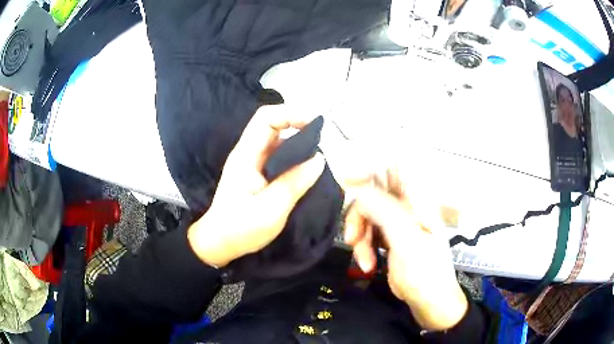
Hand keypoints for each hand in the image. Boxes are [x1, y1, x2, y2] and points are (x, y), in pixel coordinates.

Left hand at [188, 105, 324, 267]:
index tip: (316, 123)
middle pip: (273, 126)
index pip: (266, 118)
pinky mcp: (258, 175)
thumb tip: (319, 159)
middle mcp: (249, 154)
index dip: (291, 114)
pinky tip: (309, 170)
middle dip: (299, 126)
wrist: (219, 244)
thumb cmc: (241, 228)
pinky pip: (279, 158)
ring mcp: (253, 164)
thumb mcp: (272, 208)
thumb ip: (295, 182)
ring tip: (321, 156)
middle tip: (324, 139)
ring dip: (299, 144)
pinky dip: (295, 159)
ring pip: (278, 142)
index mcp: (247, 155)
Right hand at [344, 170, 467, 330]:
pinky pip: (368, 232)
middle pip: (374, 193)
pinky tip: (367, 263)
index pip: (393, 169)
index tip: (348, 184)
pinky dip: (363, 247)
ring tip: (363, 260)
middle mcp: (408, 206)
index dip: (370, 170)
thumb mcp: (406, 242)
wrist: (429, 303)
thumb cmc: (425, 273)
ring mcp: (398, 223)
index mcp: (418, 201)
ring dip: (360, 236)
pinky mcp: (390, 238)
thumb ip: (384, 211)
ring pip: (367, 214)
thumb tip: (358, 187)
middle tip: (353, 236)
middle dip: (360, 214)